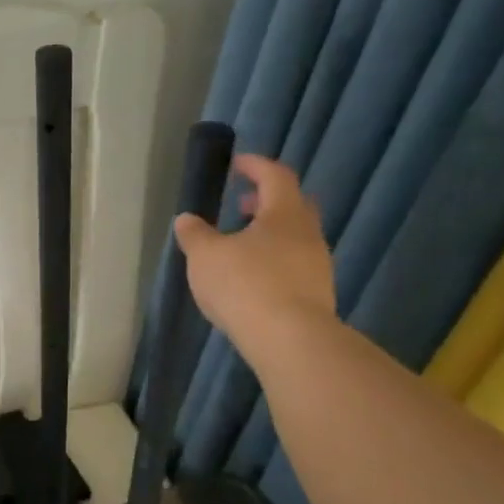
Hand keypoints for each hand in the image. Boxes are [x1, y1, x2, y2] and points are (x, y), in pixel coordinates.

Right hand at [174, 154, 335, 361]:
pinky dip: (274, 261)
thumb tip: (186, 219)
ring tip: (241, 246)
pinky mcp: (316, 294)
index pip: (275, 176)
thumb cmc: (245, 284)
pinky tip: (254, 278)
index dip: (256, 166)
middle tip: (242, 204)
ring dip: (270, 234)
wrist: (289, 339)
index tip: (237, 164)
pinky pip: (295, 265)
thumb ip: (195, 234)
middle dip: (267, 201)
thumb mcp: (205, 256)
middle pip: (292, 206)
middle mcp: (308, 234)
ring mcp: (317, 265)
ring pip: (295, 237)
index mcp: (284, 214)